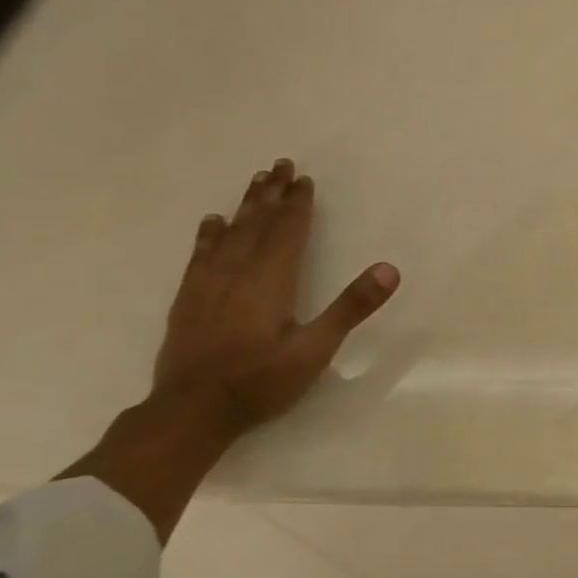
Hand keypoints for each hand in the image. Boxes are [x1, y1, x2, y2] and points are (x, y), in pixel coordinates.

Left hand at [152, 157, 399, 436]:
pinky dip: (208, 235)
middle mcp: (237, 273)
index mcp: (271, 280)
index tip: (305, 179)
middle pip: (257, 224)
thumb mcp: (316, 348)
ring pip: (229, 234)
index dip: (298, 205)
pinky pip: (200, 255)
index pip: (288, 232)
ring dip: (245, 206)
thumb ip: (352, 307)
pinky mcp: (188, 301)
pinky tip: (211, 222)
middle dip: (272, 194)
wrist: (192, 412)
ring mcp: (208, 285)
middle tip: (280, 165)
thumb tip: (389, 269)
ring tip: (255, 181)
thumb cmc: (260, 381)